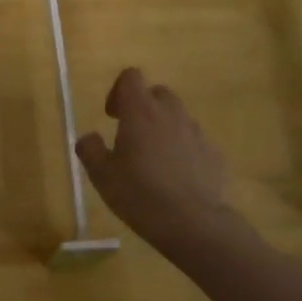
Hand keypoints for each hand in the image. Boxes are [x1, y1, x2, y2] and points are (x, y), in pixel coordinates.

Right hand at [75, 68, 233, 254]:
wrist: (194, 223)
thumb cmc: (140, 195)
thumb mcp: (102, 176)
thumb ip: (90, 150)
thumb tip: (88, 137)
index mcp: (140, 112)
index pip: (131, 77)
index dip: (118, 90)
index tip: (112, 116)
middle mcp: (170, 113)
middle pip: (157, 93)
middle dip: (143, 108)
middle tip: (130, 136)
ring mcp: (196, 132)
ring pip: (177, 117)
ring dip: (163, 128)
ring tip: (153, 160)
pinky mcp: (213, 153)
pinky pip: (193, 141)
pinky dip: (182, 149)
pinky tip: (175, 177)